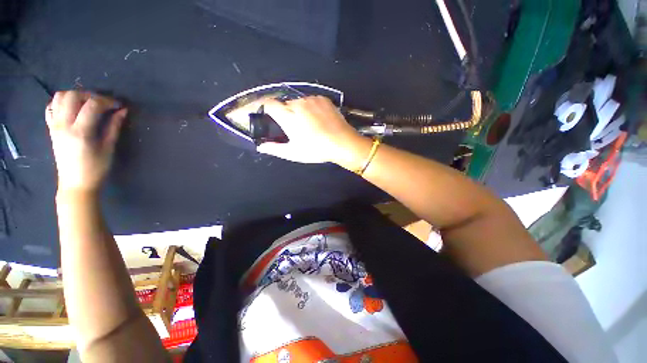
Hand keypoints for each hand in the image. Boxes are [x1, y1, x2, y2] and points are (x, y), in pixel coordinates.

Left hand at [45, 91, 126, 192]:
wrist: (75, 183)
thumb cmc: (96, 168)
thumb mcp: (108, 148)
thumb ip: (114, 127)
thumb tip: (122, 111)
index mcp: (80, 132)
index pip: (92, 105)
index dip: (108, 101)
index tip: (119, 105)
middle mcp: (63, 125)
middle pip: (73, 96)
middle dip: (91, 95)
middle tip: (103, 103)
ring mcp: (54, 126)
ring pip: (60, 97)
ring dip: (76, 95)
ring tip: (88, 103)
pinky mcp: (51, 128)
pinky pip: (51, 107)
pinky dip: (61, 102)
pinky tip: (72, 108)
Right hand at [257, 96, 367, 164]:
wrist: (342, 143)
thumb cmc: (316, 150)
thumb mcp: (294, 153)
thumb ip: (275, 149)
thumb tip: (260, 147)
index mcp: (288, 116)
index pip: (269, 104)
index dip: (265, 108)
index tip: (267, 116)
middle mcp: (298, 103)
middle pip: (285, 104)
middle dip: (286, 114)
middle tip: (295, 128)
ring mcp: (312, 99)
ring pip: (299, 102)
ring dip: (300, 111)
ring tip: (310, 125)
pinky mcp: (324, 99)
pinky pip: (312, 101)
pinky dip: (311, 108)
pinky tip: (319, 119)